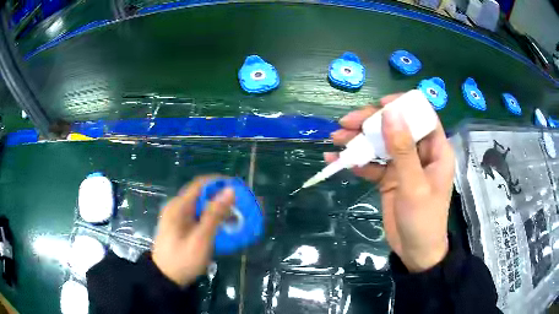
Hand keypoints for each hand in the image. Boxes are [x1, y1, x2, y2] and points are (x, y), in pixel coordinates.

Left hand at [152, 175, 234, 285]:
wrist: (165, 278)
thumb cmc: (183, 259)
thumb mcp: (201, 238)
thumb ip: (215, 214)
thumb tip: (230, 190)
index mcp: (179, 206)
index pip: (200, 184)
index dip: (220, 182)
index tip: (238, 189)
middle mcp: (176, 207)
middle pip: (201, 194)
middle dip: (221, 198)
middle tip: (239, 207)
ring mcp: (176, 217)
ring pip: (200, 206)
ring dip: (217, 209)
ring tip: (233, 218)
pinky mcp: (179, 227)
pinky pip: (197, 216)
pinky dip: (210, 218)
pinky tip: (220, 228)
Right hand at [325, 94, 454, 271]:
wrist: (414, 253)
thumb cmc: (423, 220)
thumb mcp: (414, 186)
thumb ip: (403, 150)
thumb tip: (391, 113)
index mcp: (435, 150)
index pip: (422, 116)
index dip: (402, 106)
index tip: (379, 106)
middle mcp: (420, 153)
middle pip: (396, 127)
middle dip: (371, 123)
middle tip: (345, 123)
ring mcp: (403, 165)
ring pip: (381, 144)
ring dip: (359, 140)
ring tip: (335, 138)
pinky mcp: (389, 178)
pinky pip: (372, 164)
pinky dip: (356, 161)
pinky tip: (337, 160)